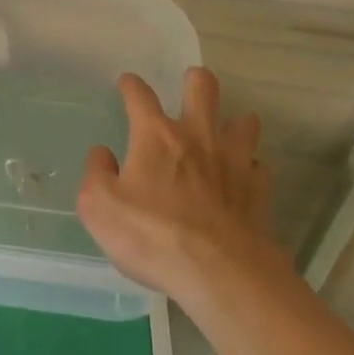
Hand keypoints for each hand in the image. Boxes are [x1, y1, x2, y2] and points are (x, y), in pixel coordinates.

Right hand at [77, 68, 284, 310]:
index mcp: (155, 135)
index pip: (140, 95)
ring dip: (233, 124)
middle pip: (203, 86)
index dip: (131, 85)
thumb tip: (103, 154)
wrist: (219, 273)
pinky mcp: (258, 190)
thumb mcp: (99, 208)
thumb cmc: (152, 236)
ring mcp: (233, 160)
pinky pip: (257, 166)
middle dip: (196, 81)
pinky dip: (249, 169)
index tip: (127, 84)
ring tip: (223, 135)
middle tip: (189, 90)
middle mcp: (196, 135)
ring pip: (243, 121)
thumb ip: (96, 174)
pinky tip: (240, 181)